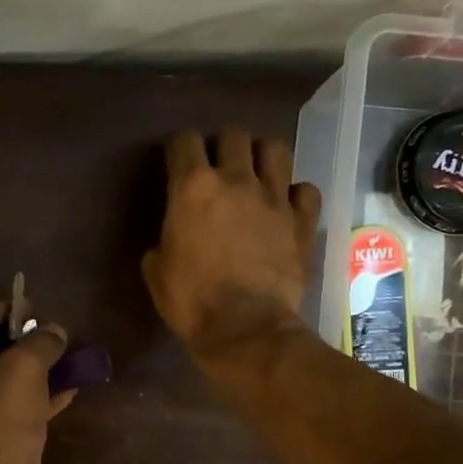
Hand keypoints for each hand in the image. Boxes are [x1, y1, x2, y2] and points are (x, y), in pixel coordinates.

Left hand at [0, 308, 76, 463]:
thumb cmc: (2, 416)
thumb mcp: (26, 366)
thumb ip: (42, 341)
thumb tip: (55, 331)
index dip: (6, 310)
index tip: (36, 310)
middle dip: (22, 342)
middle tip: (52, 337)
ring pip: (1, 381)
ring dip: (33, 371)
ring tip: (65, 362)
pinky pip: (8, 408)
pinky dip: (33, 399)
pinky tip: (66, 392)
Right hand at [142, 128, 320, 362]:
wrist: (245, 328)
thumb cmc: (191, 301)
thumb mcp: (156, 271)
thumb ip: (162, 241)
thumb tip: (169, 240)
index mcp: (193, 188)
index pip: (184, 141)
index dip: (179, 148)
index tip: (177, 162)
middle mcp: (236, 181)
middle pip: (233, 135)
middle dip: (223, 146)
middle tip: (218, 168)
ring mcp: (274, 198)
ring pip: (276, 149)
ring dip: (263, 156)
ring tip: (256, 174)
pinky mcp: (302, 221)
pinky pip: (305, 190)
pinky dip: (296, 194)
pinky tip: (286, 207)